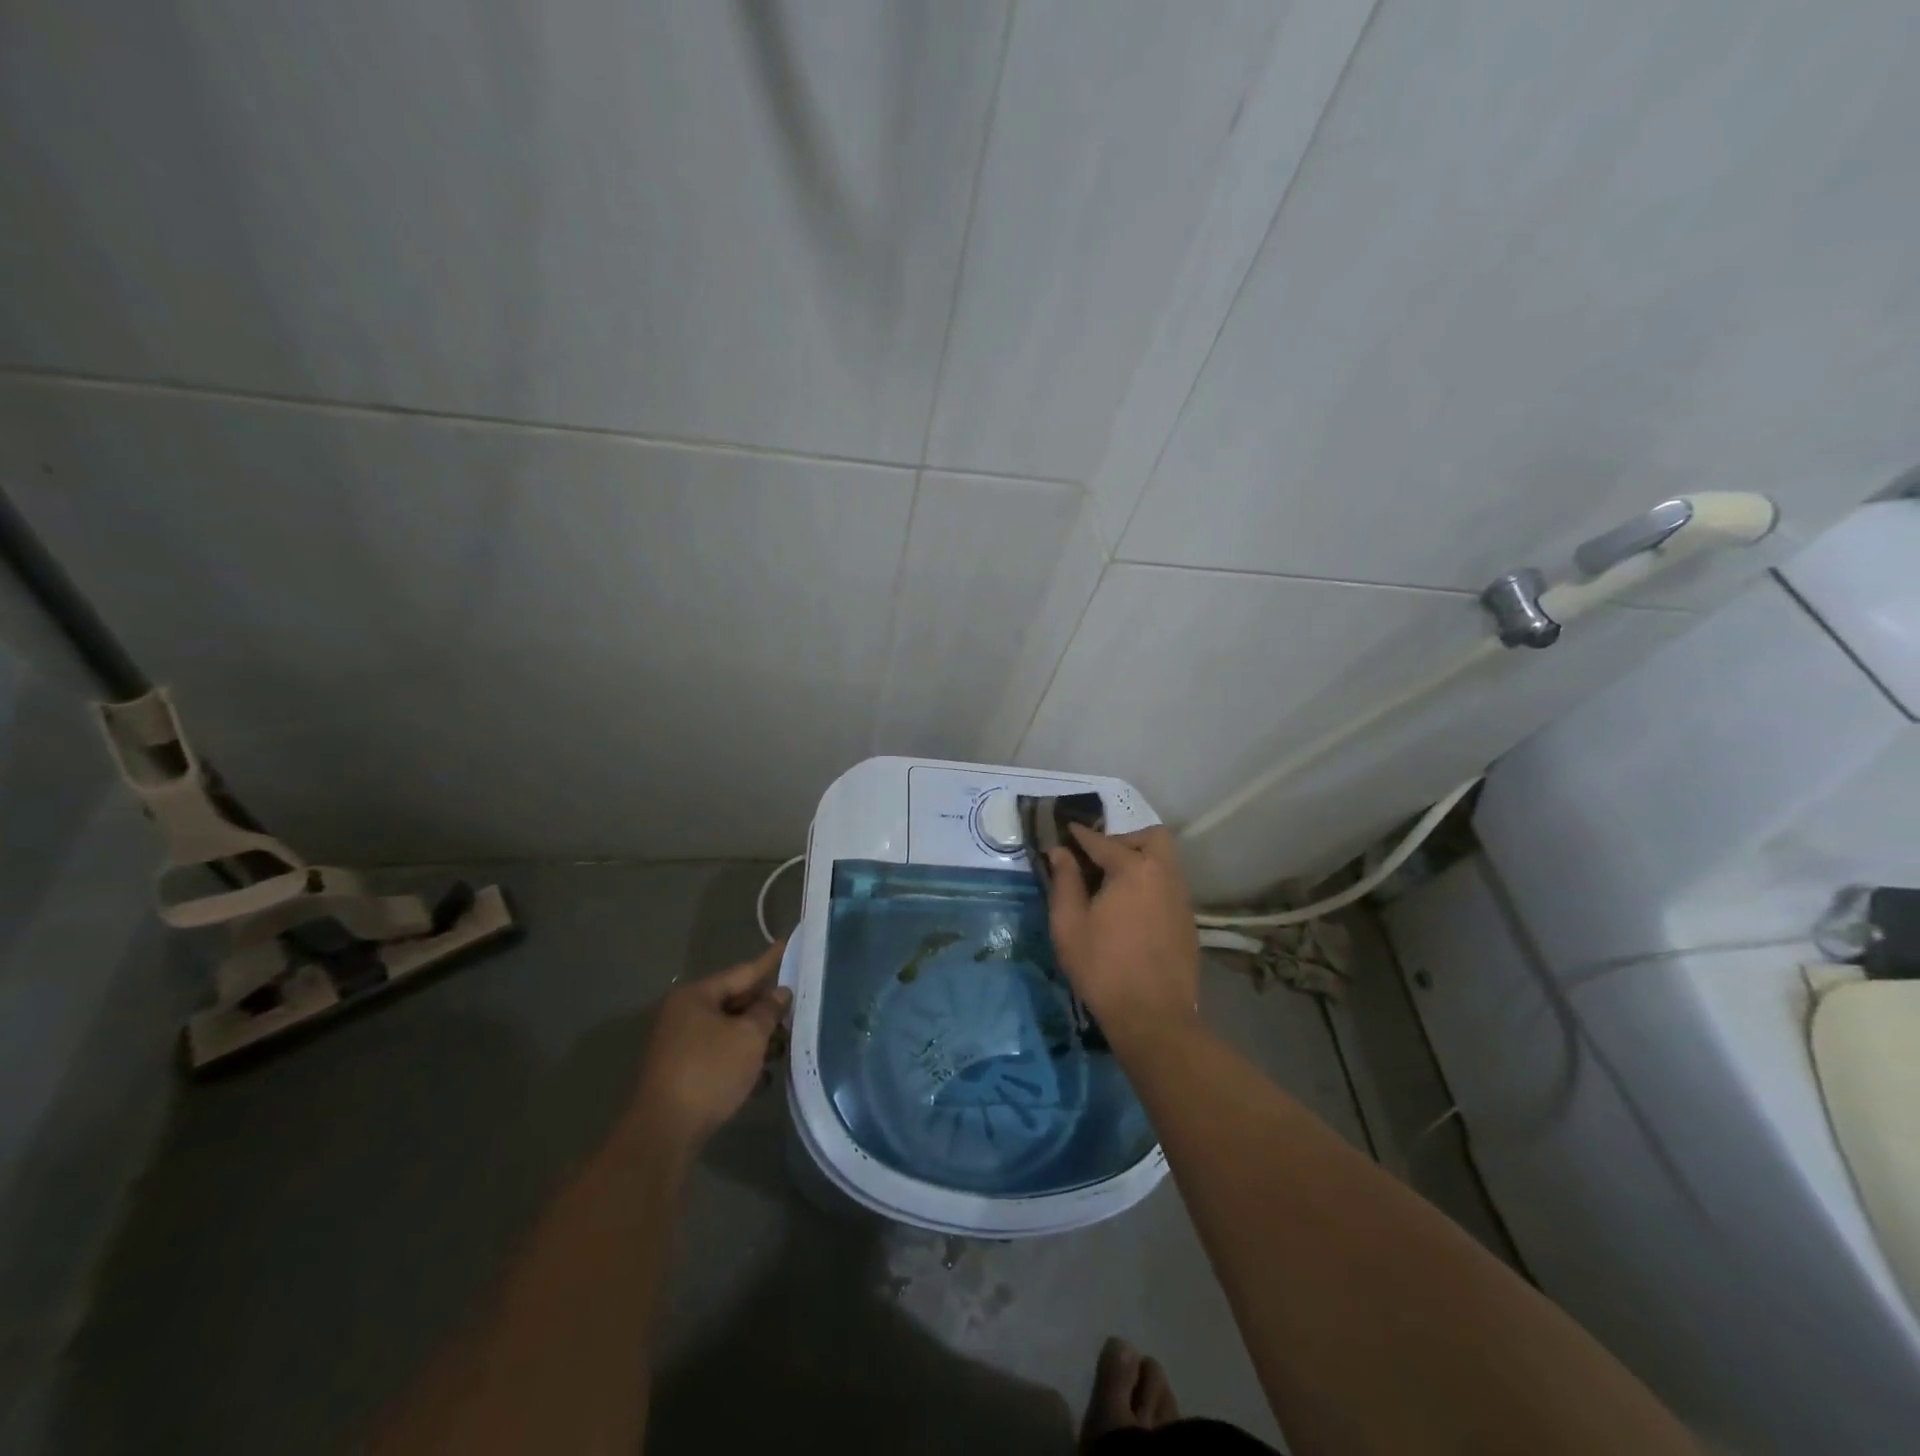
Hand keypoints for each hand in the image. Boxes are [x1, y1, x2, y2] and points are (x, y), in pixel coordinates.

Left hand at [628, 940, 791, 1154]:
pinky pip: (721, 1055)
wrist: (665, 1132)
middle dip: (767, 1009)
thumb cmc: (709, 1072)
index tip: (787, 944)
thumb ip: (768, 1011)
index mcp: (697, 996)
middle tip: (797, 1007)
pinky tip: (764, 1076)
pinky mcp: (684, 1072)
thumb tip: (780, 993)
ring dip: (757, 1038)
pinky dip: (742, 1060)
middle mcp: (686, 1014)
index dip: (770, 961)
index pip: (743, 972)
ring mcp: (682, 1045)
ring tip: (786, 1046)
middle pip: (736, 1002)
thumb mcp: (748, 1037)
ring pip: (730, 1031)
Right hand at [1046, 824, 1199, 1051]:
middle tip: (1097, 862)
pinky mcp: (1187, 921)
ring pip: (1163, 862)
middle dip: (1123, 841)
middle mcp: (1164, 874)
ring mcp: (1181, 898)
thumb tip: (1059, 851)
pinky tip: (1129, 912)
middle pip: (1150, 838)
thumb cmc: (1103, 967)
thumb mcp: (1069, 924)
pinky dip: (1148, 885)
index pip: (1101, 841)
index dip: (1079, 836)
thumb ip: (1064, 881)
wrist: (1154, 1018)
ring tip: (1110, 888)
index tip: (1063, 833)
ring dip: (1138, 862)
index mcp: (1134, 869)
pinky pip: (1167, 887)